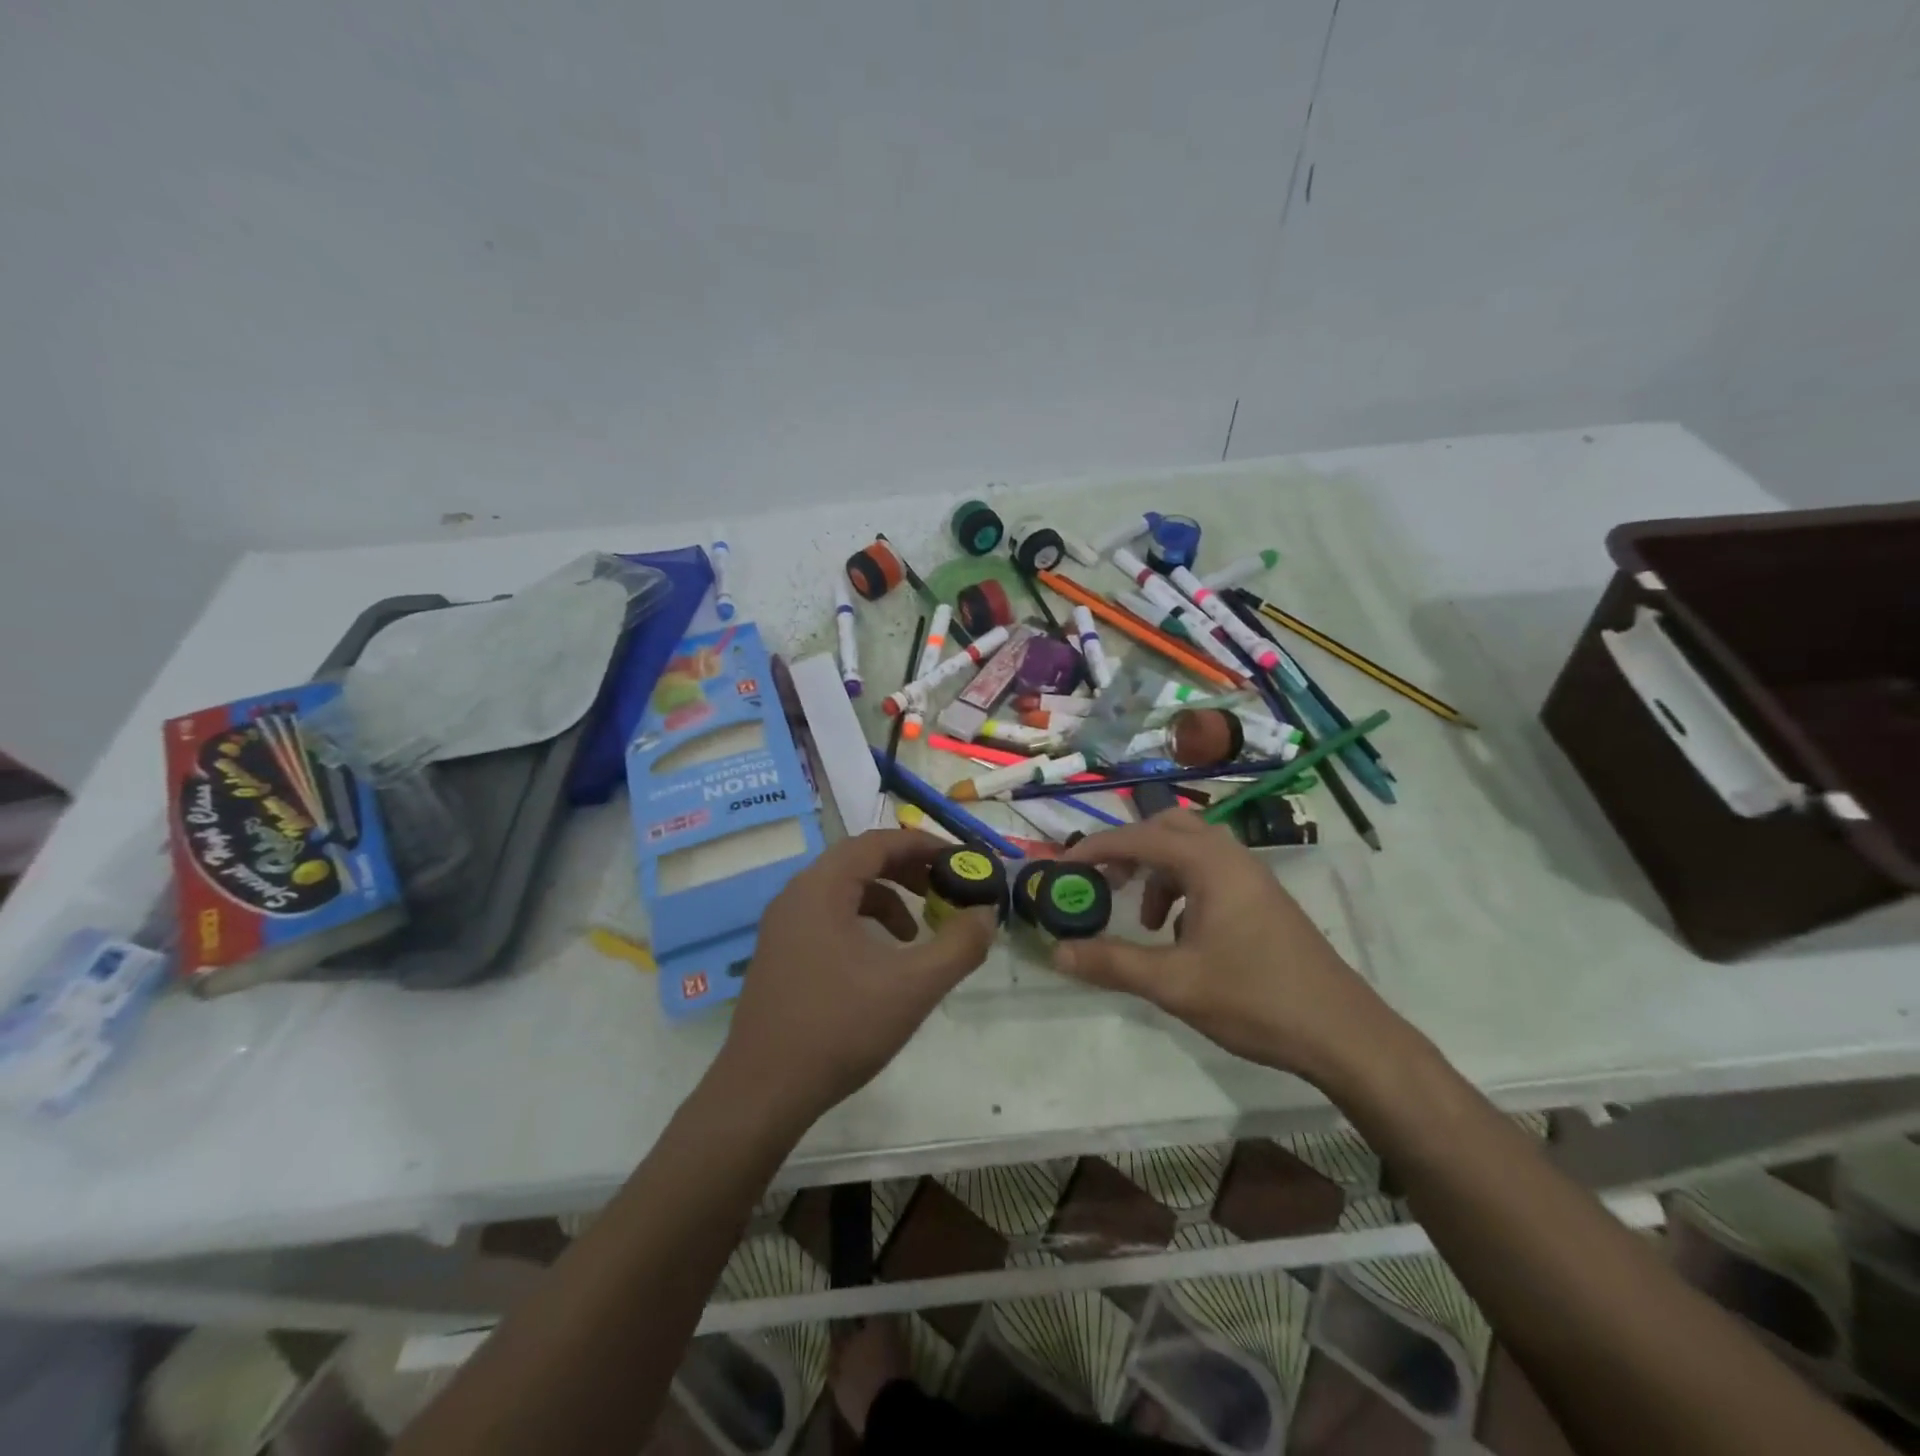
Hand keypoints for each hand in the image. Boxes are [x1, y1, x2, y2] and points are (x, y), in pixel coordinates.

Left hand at [717, 830, 995, 1129]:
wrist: (762, 1093)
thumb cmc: (839, 1029)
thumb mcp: (913, 987)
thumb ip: (959, 946)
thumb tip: (987, 913)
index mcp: (821, 888)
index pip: (877, 843)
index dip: (923, 845)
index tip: (960, 860)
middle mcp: (796, 896)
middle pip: (859, 861)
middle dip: (907, 870)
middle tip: (944, 888)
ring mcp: (783, 927)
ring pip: (843, 891)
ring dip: (886, 900)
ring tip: (916, 933)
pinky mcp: (780, 955)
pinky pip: (828, 917)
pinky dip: (862, 924)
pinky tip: (881, 962)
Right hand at [1053, 810, 1390, 1084]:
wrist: (1343, 1034)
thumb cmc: (1255, 999)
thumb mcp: (1174, 984)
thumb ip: (1112, 963)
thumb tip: (1057, 952)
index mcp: (1209, 864)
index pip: (1138, 838)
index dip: (1095, 849)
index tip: (1061, 868)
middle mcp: (1231, 857)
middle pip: (1167, 829)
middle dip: (1129, 850)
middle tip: (1103, 881)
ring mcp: (1252, 877)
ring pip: (1191, 851)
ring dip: (1157, 872)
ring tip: (1144, 920)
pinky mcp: (1264, 900)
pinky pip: (1211, 874)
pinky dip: (1183, 889)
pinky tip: (1181, 935)